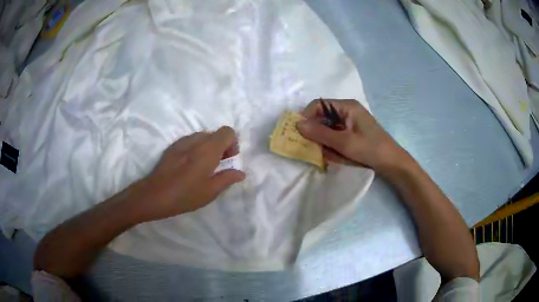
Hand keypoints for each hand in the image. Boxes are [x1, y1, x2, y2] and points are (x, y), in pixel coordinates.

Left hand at [132, 127, 245, 221]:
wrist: (155, 195)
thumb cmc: (185, 195)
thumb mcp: (211, 191)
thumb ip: (228, 179)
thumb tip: (241, 173)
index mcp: (209, 149)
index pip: (228, 132)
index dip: (233, 144)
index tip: (228, 160)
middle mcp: (196, 140)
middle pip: (215, 133)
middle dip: (221, 146)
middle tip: (218, 165)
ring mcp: (182, 142)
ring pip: (202, 136)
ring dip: (208, 147)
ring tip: (203, 166)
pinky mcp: (172, 147)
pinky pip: (190, 141)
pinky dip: (195, 149)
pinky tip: (189, 166)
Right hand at [296, 99, 410, 174]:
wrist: (392, 163)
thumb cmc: (370, 149)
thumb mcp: (343, 143)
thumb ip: (320, 133)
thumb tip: (297, 124)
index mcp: (347, 106)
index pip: (319, 104)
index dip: (307, 116)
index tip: (299, 133)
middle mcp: (347, 110)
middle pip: (323, 116)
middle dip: (317, 132)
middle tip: (314, 147)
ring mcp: (350, 121)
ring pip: (328, 128)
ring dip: (325, 141)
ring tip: (331, 154)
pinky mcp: (353, 131)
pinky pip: (336, 135)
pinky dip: (333, 145)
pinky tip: (337, 155)